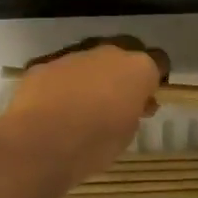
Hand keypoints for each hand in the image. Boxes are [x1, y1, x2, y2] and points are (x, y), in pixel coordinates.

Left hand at [0, 36, 167, 187]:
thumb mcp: (127, 134)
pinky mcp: (44, 64)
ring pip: (90, 60)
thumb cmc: (94, 144)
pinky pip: (61, 71)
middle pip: (124, 53)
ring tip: (82, 107)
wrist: (39, 144)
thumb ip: (135, 111)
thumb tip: (135, 104)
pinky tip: (55, 108)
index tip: (147, 99)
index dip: (154, 80)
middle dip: (123, 73)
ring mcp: (73, 55)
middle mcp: (108, 53)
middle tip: (117, 101)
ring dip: (92, 77)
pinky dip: (63, 84)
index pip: (159, 61)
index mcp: (137, 68)